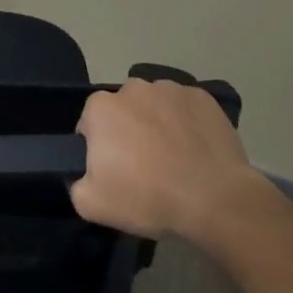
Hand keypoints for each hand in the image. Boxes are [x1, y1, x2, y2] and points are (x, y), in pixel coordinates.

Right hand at [71, 79, 264, 242]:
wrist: (215, 199)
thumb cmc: (147, 197)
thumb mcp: (92, 205)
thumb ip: (77, 185)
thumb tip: (87, 176)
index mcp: (101, 107)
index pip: (90, 124)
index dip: (100, 148)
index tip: (115, 171)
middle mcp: (132, 87)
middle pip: (123, 110)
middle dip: (129, 131)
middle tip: (144, 166)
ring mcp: (170, 88)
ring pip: (155, 105)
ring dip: (158, 124)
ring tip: (175, 158)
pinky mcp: (202, 97)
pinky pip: (186, 108)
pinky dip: (187, 123)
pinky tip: (197, 150)